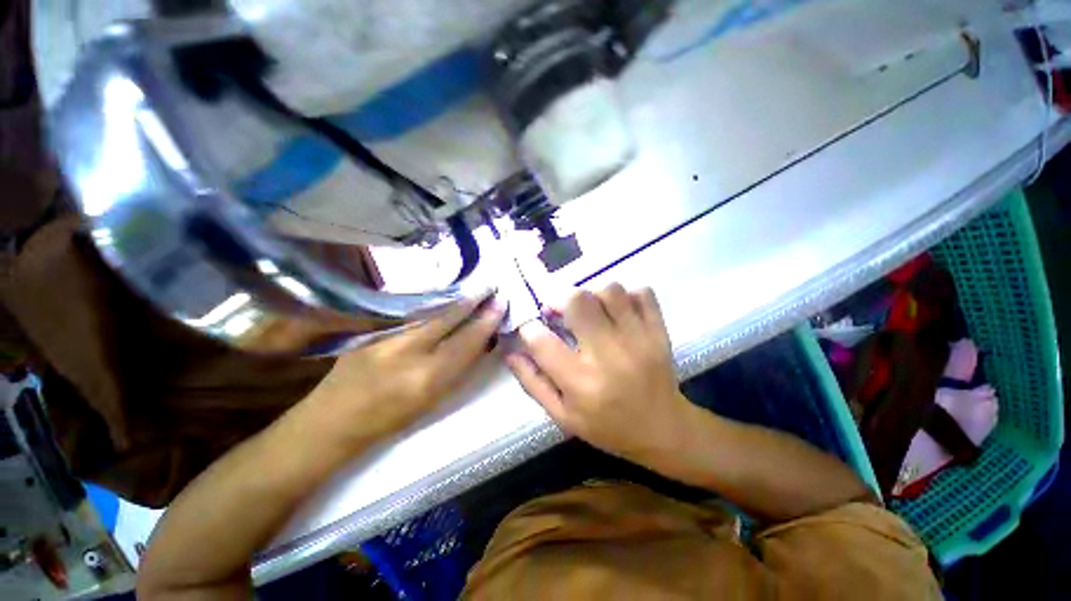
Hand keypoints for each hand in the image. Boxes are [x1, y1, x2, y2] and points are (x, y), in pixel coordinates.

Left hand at [300, 296, 506, 450]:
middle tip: (490, 286)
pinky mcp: (369, 328)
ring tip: (470, 289)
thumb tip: (481, 341)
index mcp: (427, 378)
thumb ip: (458, 368)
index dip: (486, 321)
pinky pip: (409, 311)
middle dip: (472, 300)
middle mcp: (406, 351)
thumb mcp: (434, 400)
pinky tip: (441, 296)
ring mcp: (385, 335)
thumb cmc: (391, 419)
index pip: (466, 341)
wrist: (334, 420)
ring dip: (453, 298)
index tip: (500, 304)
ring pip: (429, 309)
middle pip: (448, 317)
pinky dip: (430, 303)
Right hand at [506, 284, 692, 463]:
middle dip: (560, 300)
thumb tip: (511, 351)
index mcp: (580, 383)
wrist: (664, 430)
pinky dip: (626, 294)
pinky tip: (618, 310)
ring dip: (592, 295)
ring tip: (590, 311)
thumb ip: (533, 382)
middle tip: (560, 312)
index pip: (541, 341)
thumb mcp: (562, 416)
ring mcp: (638, 339)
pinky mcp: (658, 331)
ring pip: (609, 290)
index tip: (533, 328)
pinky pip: (641, 292)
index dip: (529, 328)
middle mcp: (608, 355)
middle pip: (578, 301)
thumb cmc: (608, 427)